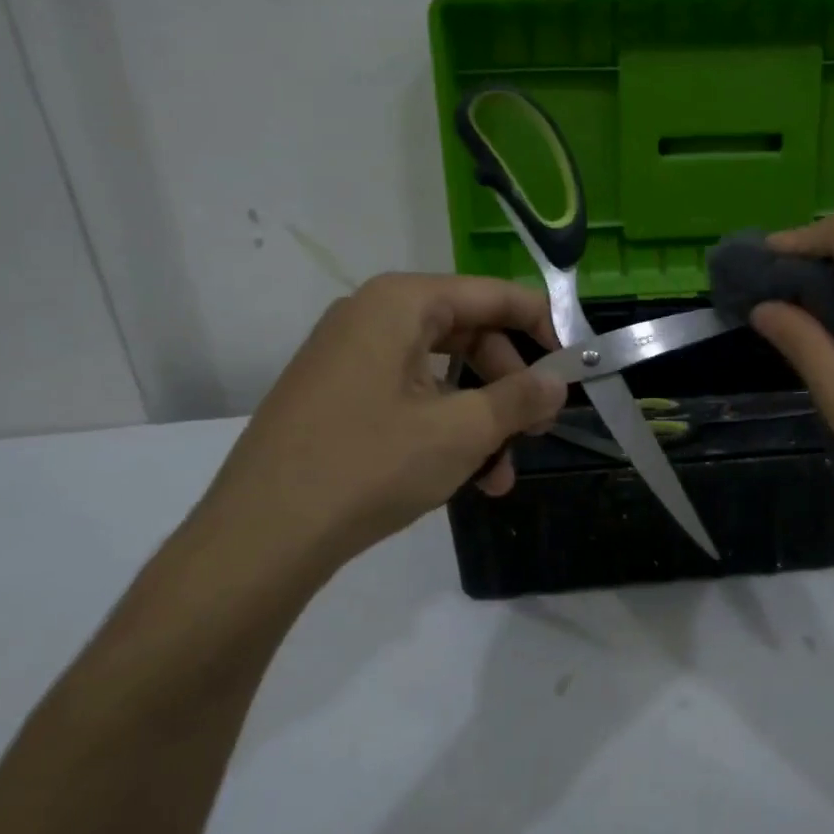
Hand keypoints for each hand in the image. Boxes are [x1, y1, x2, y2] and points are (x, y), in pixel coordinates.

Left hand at [187, 273, 566, 585]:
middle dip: (510, 385)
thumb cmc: (369, 466)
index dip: (543, 327)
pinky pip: (409, 397)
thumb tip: (558, 383)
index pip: (494, 295)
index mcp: (400, 303)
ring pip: (441, 374)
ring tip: (501, 475)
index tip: (574, 367)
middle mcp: (372, 317)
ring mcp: (349, 357)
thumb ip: (520, 398)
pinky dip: (443, 429)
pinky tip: (463, 478)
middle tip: (539, 429)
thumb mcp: (461, 431)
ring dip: (481, 420)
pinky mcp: (337, 396)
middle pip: (469, 334)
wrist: (260, 537)